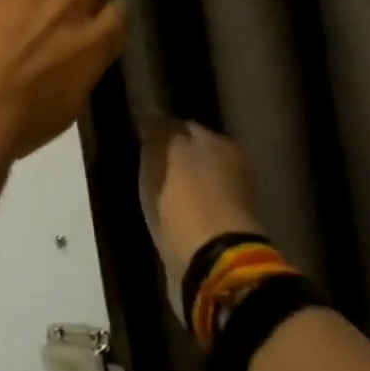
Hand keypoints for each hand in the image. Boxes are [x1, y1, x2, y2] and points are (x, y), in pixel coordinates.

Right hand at [138, 118, 264, 302]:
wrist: (208, 259)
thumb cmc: (185, 197)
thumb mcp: (163, 152)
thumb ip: (157, 128)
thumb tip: (148, 111)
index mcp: (221, 145)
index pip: (185, 125)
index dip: (160, 127)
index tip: (137, 133)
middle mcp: (231, 170)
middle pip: (192, 154)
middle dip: (169, 156)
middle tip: (139, 159)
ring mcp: (227, 204)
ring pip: (191, 183)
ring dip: (173, 184)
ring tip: (146, 186)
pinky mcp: (217, 232)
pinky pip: (190, 209)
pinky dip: (176, 208)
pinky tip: (159, 210)